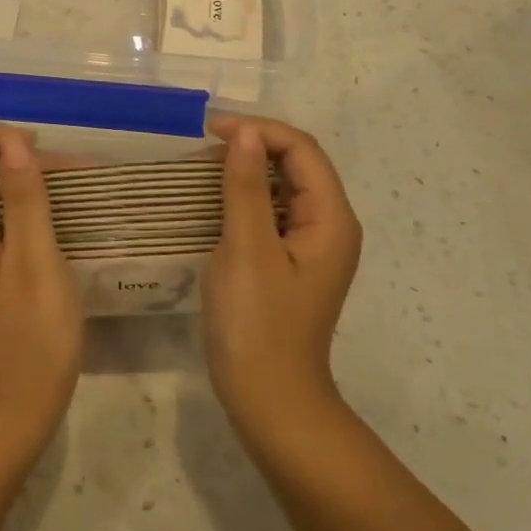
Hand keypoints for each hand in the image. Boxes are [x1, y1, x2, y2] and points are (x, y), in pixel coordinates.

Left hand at [0, 126, 83, 446]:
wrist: (13, 408)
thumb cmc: (31, 337)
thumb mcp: (36, 261)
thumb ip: (23, 198)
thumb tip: (14, 143)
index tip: (36, 149)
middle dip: (17, 161)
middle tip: (73, 174)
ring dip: (24, 185)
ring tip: (76, 191)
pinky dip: (21, 210)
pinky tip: (58, 217)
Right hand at [203, 116, 362, 439]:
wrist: (269, 400)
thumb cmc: (258, 324)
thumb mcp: (246, 249)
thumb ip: (246, 187)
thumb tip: (244, 133)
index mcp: (330, 219)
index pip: (302, 150)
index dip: (259, 130)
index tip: (210, 130)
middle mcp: (328, 225)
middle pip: (296, 164)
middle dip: (252, 146)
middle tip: (201, 147)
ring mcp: (309, 246)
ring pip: (281, 187)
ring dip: (245, 170)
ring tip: (200, 167)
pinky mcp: (289, 262)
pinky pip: (270, 213)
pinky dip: (243, 197)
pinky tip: (211, 201)